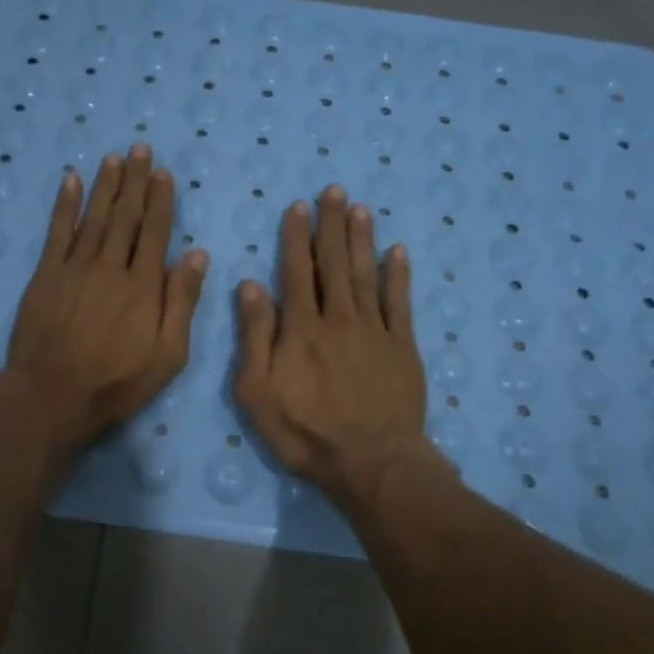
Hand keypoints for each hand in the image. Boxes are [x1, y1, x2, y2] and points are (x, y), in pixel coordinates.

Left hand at [4, 144, 208, 452]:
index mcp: (143, 285)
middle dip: (135, 181)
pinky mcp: (46, 275)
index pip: (155, 232)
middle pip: (125, 216)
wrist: (52, 395)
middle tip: (140, 148)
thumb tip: (197, 254)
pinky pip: (57, 232)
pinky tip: (71, 181)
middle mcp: (110, 266)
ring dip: (105, 185)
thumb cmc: (117, 382)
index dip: (160, 200)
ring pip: (94, 217)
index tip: (163, 173)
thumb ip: (182, 302)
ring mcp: (75, 268)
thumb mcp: (168, 354)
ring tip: (114, 157)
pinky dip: (64, 204)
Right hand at [233, 186, 433, 506]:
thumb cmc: (305, 432)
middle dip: (331, 225)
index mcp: (301, 328)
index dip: (295, 236)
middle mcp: (338, 318)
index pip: (296, 271)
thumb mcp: (257, 392)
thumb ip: (254, 336)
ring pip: (366, 274)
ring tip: (360, 208)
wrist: (371, 462)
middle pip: (334, 263)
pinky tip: (398, 251)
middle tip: (334, 190)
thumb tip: (251, 285)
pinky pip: (400, 302)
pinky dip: (399, 275)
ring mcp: (374, 330)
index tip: (297, 206)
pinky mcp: (402, 347)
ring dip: (362, 239)